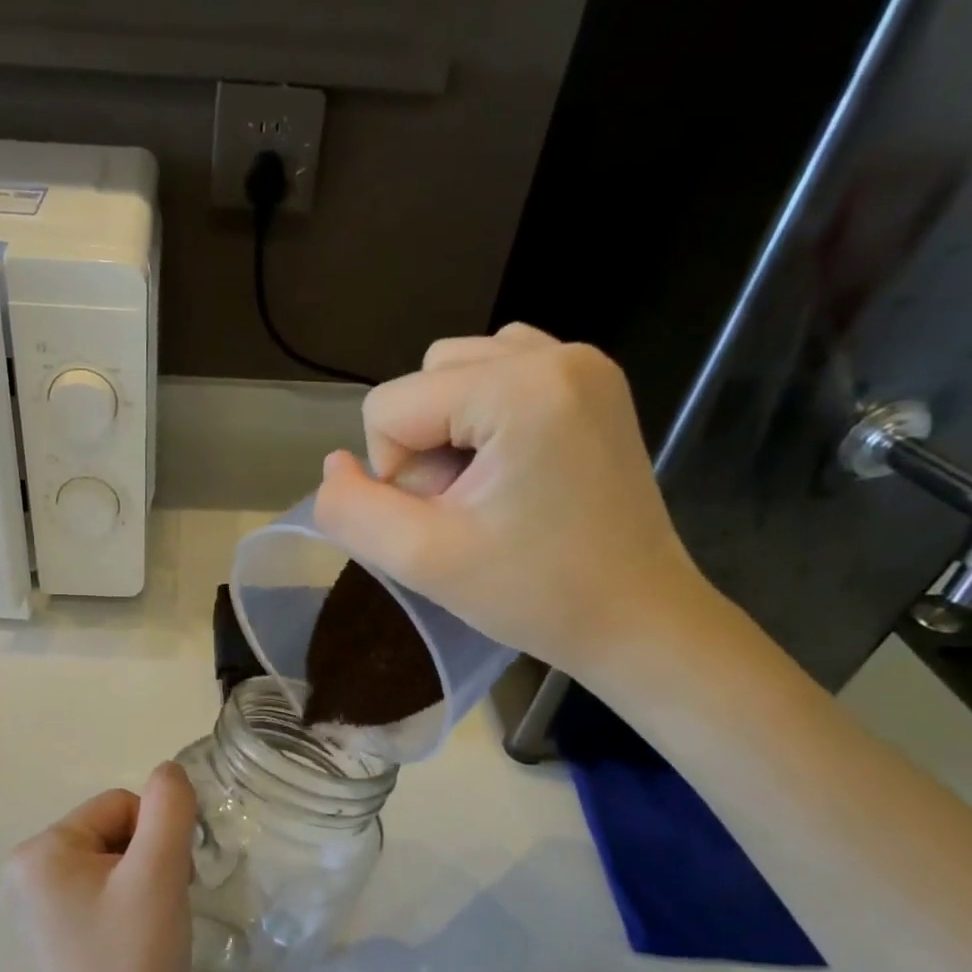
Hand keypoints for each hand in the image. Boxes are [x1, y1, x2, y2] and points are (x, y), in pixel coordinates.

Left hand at [4, 764, 198, 971]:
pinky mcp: (54, 935)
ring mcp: (37, 907)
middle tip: (160, 912)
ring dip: (146, 885)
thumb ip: (169, 807)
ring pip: (116, 862)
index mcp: (39, 851)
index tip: (165, 887)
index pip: (120, 804)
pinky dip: (132, 908)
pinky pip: (105, 893)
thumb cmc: (133, 966)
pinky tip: (137, 944)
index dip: (157, 838)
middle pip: (116, 831)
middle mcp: (25, 872)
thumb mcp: (158, 874)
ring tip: (150, 932)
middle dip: (150, 861)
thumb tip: (168, 772)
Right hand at [312, 322, 709, 675]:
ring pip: (457, 373)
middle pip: (424, 380)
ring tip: (488, 490)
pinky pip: (500, 375)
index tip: (445, 521)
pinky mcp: (592, 384)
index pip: (388, 406)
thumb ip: (351, 510)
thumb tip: (335, 466)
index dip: (395, 474)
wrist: (636, 619)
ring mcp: (583, 363)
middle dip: (424, 448)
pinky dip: (482, 418)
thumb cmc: (535, 594)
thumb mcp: (422, 560)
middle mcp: (557, 352)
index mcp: (520, 387)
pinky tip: (507, 467)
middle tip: (468, 509)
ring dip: (449, 432)